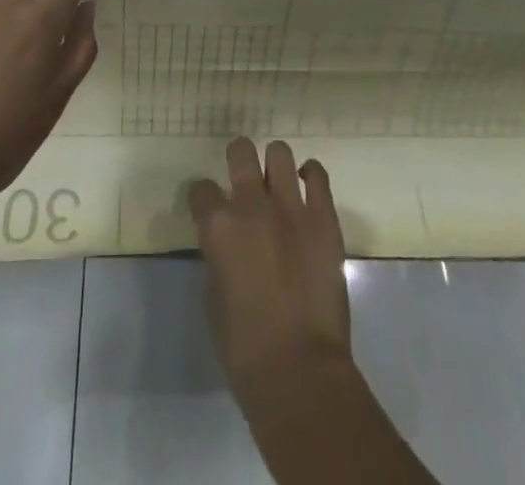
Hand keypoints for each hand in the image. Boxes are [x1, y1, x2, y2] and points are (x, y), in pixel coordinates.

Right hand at [190, 138, 351, 403]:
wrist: (300, 373)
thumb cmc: (244, 348)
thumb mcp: (213, 297)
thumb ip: (218, 257)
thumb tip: (228, 245)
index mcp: (218, 227)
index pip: (200, 189)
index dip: (203, 198)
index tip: (208, 207)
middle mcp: (251, 205)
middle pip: (240, 152)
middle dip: (238, 159)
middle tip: (243, 178)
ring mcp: (291, 208)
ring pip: (279, 152)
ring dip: (274, 165)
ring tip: (277, 183)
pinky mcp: (324, 219)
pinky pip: (317, 175)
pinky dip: (310, 176)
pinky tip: (306, 187)